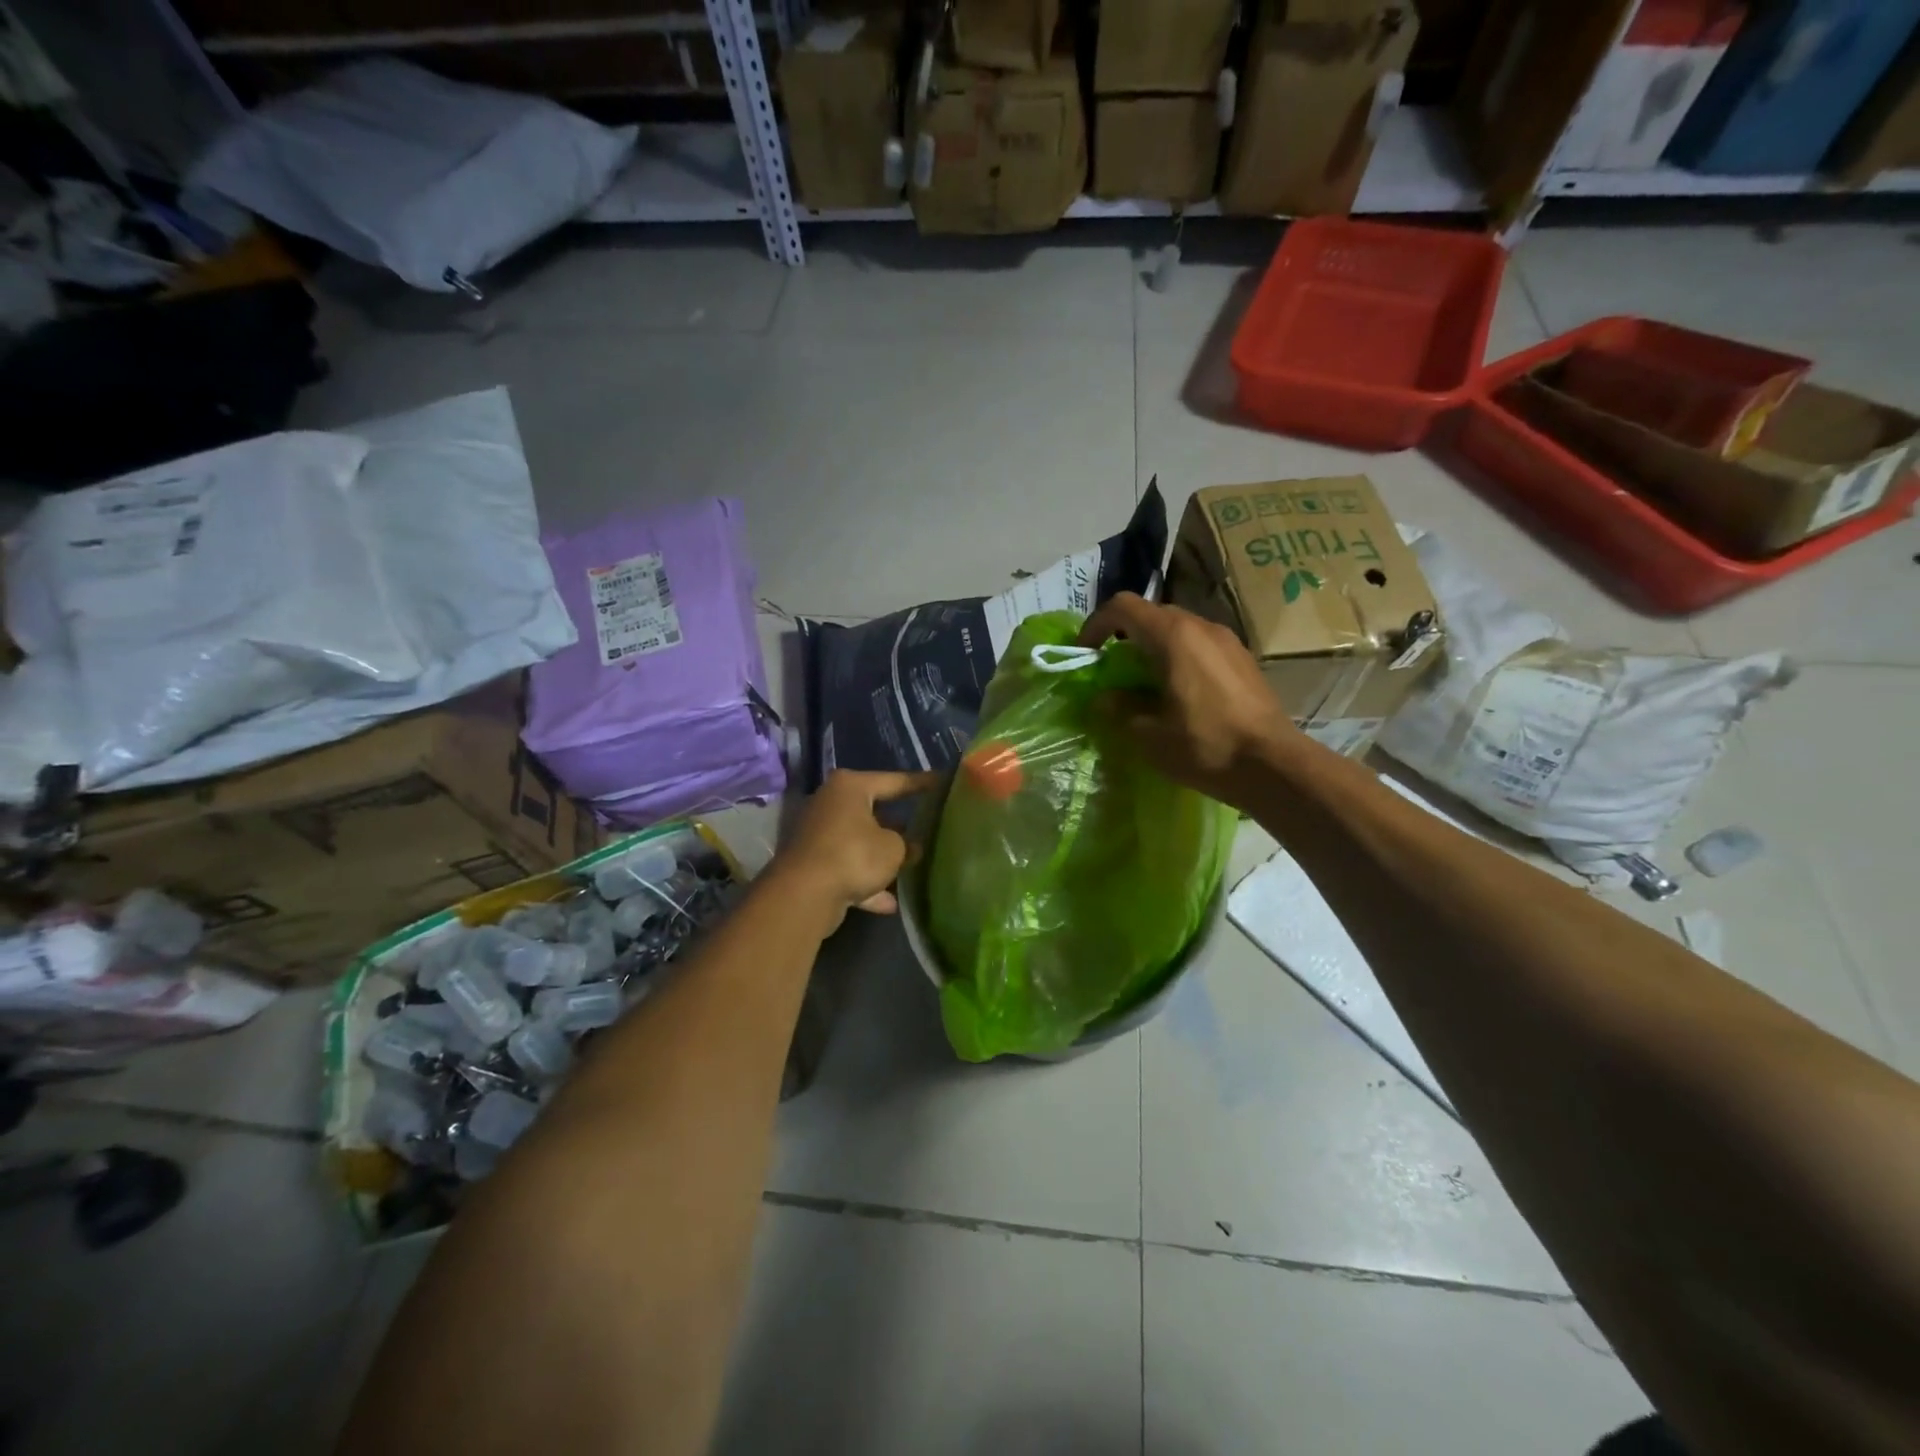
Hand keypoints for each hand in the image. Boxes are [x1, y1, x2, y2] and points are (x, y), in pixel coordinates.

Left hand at [772, 770, 936, 925]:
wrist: (804, 895)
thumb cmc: (854, 856)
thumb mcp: (893, 848)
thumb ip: (907, 844)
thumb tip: (910, 847)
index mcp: (850, 787)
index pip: (894, 781)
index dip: (921, 783)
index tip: (943, 783)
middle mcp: (831, 804)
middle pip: (874, 812)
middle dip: (899, 826)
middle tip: (927, 830)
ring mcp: (819, 835)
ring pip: (860, 842)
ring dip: (882, 858)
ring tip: (912, 866)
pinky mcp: (812, 864)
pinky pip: (847, 869)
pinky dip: (866, 883)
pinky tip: (889, 902)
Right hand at [1078, 593, 1302, 805]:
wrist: (1274, 764)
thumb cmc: (1205, 745)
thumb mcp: (1148, 734)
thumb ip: (1120, 708)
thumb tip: (1106, 698)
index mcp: (1172, 636)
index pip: (1123, 606)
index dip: (1096, 624)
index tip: (1086, 654)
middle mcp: (1201, 626)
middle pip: (1152, 615)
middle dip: (1125, 637)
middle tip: (1113, 672)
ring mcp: (1227, 641)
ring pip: (1179, 630)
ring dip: (1154, 649)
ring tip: (1146, 685)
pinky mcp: (1244, 659)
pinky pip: (1200, 646)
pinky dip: (1180, 659)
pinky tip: (1181, 695)